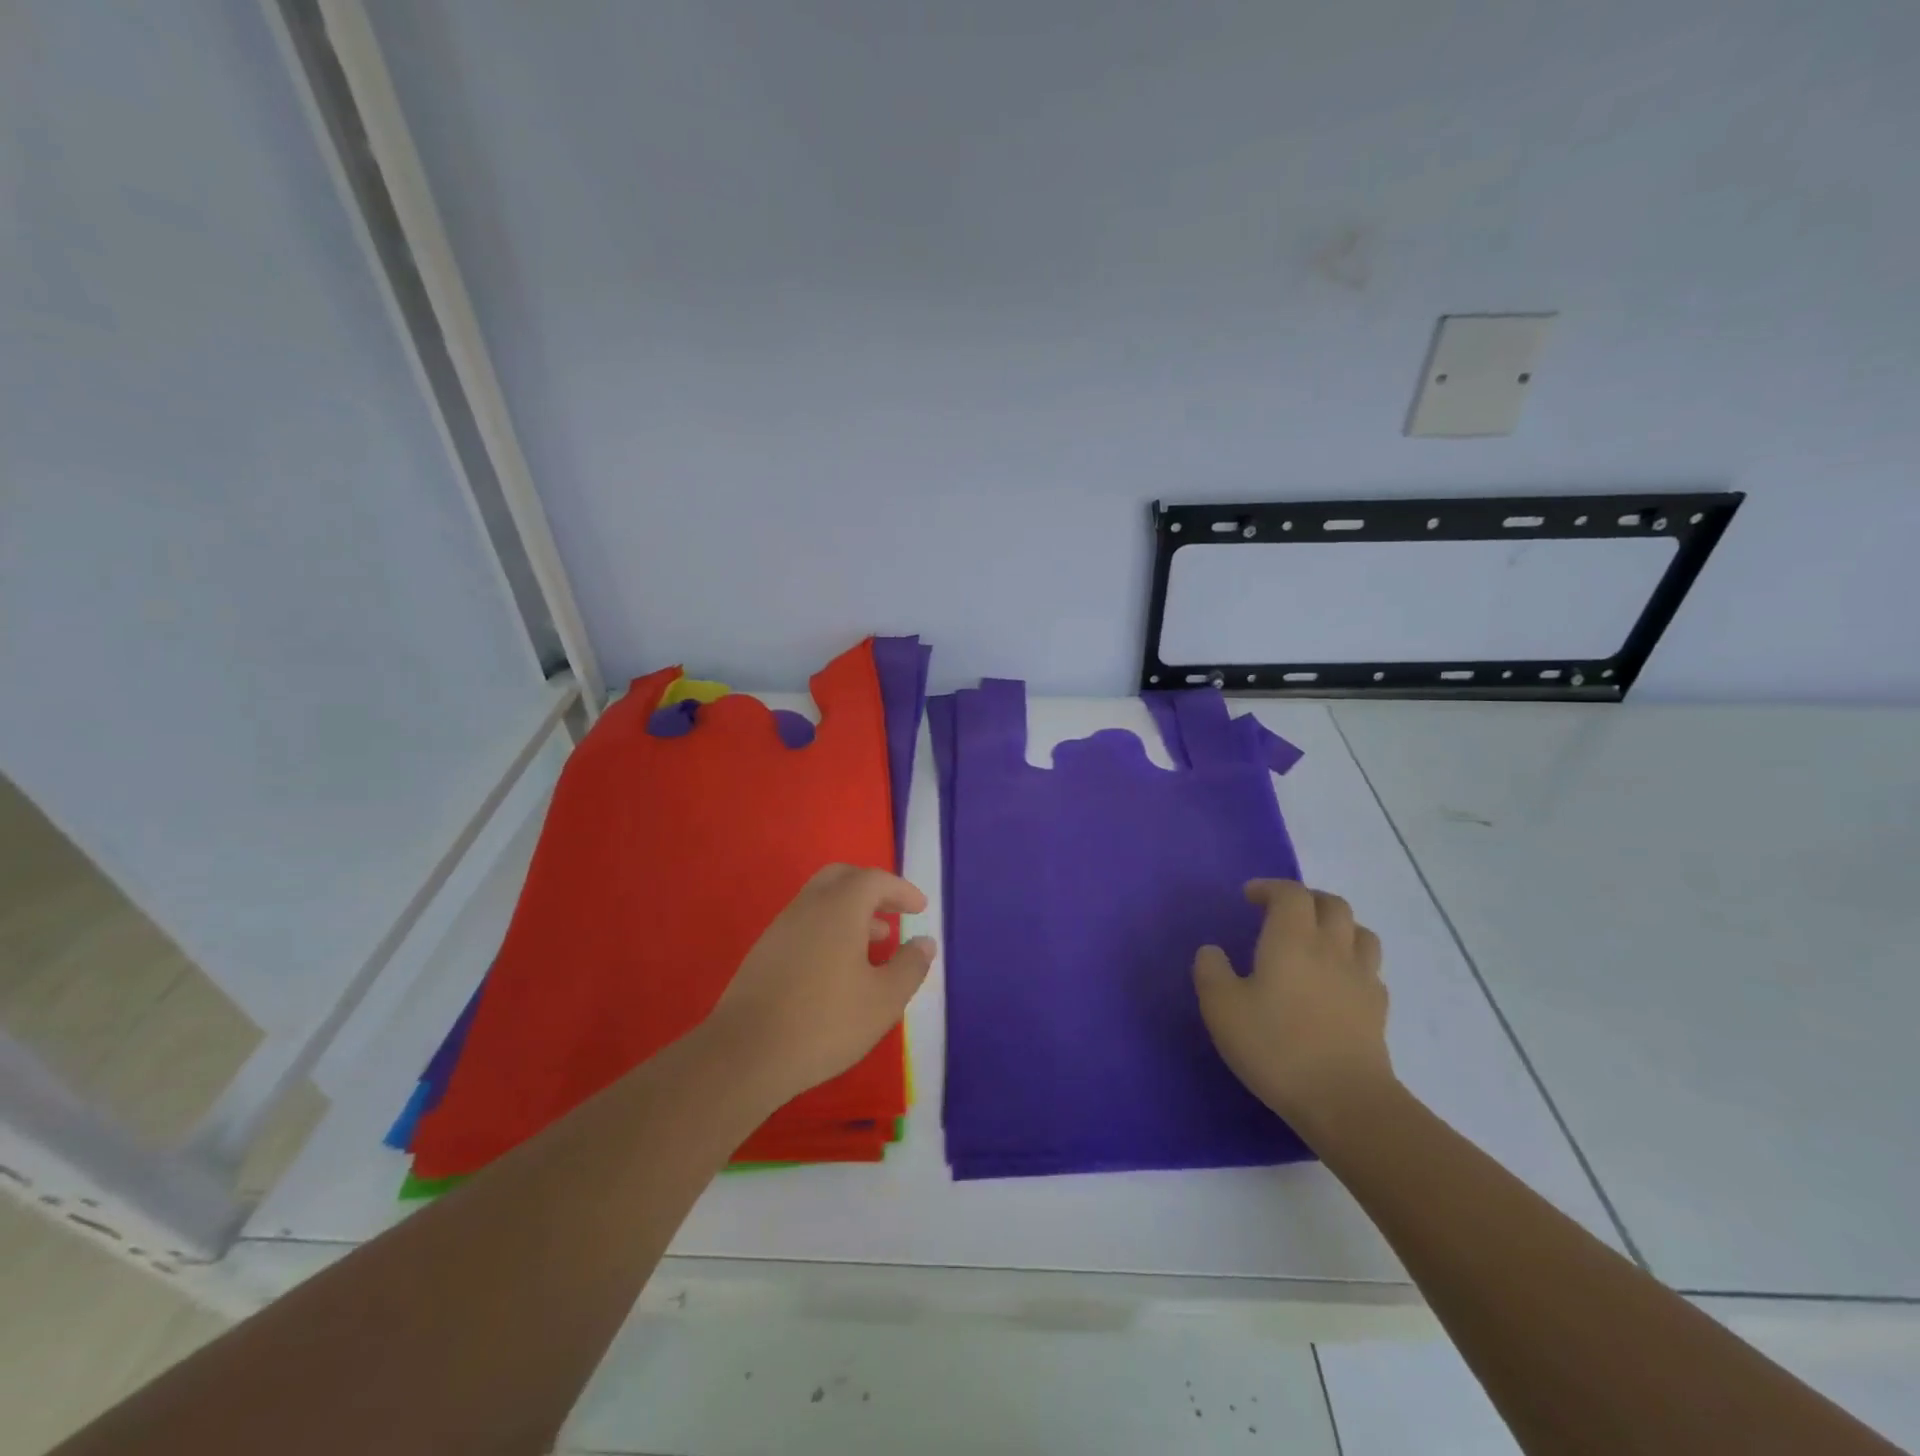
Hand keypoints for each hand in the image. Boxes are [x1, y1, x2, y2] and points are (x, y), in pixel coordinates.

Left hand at [704, 864, 935, 1106]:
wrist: (745, 1054)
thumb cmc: (825, 1022)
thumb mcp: (884, 1000)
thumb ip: (910, 966)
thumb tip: (924, 941)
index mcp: (840, 908)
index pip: (875, 880)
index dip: (901, 890)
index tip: (920, 908)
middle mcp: (808, 906)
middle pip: (842, 877)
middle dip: (871, 890)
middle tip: (893, 913)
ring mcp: (781, 927)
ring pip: (820, 900)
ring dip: (850, 912)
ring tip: (873, 944)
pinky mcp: (764, 952)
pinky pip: (804, 923)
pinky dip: (828, 929)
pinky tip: (837, 967)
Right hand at [1193, 879, 1393, 1132]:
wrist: (1345, 1101)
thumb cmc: (1276, 1046)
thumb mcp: (1222, 1009)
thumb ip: (1211, 972)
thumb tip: (1212, 951)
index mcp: (1292, 939)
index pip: (1290, 893)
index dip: (1270, 888)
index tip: (1249, 897)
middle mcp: (1332, 948)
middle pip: (1332, 904)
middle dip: (1306, 899)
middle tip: (1282, 912)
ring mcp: (1361, 978)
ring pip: (1360, 932)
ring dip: (1337, 926)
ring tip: (1315, 940)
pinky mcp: (1377, 1010)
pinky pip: (1369, 970)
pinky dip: (1352, 963)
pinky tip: (1337, 982)